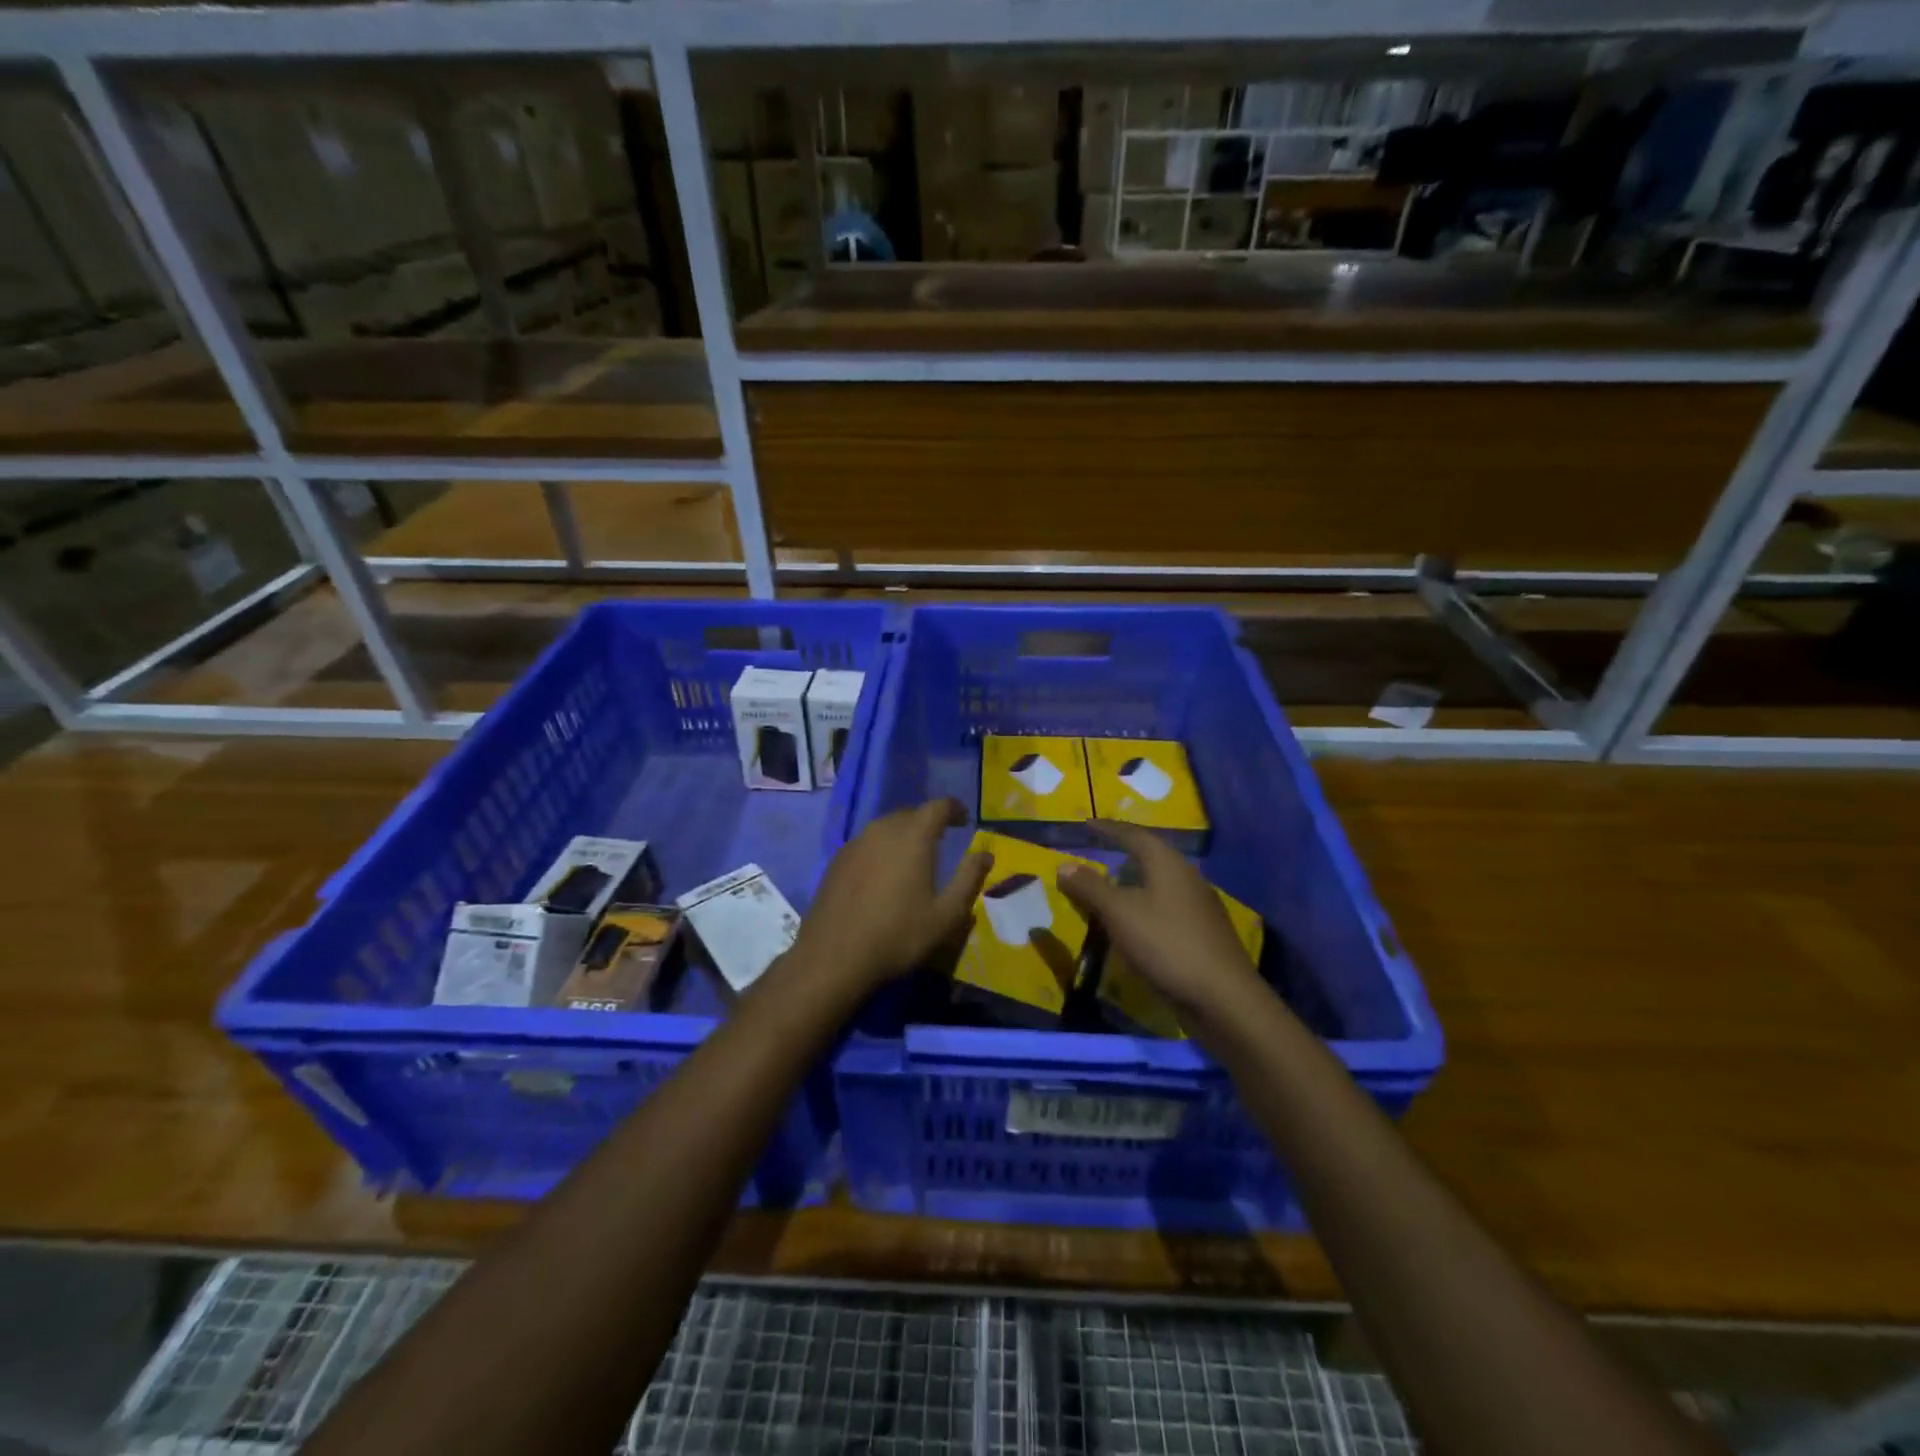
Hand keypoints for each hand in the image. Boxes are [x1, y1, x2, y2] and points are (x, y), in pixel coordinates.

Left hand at [792, 799, 992, 992]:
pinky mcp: (837, 861)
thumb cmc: (898, 935)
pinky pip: (867, 843)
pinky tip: (883, 875)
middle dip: (928, 822)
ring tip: (913, 858)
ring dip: (903, 835)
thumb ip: (969, 879)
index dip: (954, 809)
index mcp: (913, 836)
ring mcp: (855, 843)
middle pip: (910, 814)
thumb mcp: (946, 914)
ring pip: (885, 827)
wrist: (834, 957)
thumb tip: (985, 854)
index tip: (964, 819)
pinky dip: (881, 849)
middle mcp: (882, 829)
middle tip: (941, 840)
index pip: (938, 806)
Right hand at [1054, 820, 1265, 1023]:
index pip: (1133, 834)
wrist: (1223, 998)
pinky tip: (1134, 926)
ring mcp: (1198, 906)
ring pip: (1158, 884)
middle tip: (1096, 858)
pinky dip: (1144, 909)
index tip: (1086, 824)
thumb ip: (1090, 887)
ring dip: (1132, 885)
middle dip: (1121, 856)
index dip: (1108, 829)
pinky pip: (1165, 909)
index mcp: (1167, 863)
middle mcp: (1186, 876)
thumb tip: (1063, 864)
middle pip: (1149, 857)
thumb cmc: (1166, 944)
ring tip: (1109, 893)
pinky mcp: (1202, 933)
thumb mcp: (1119, 913)